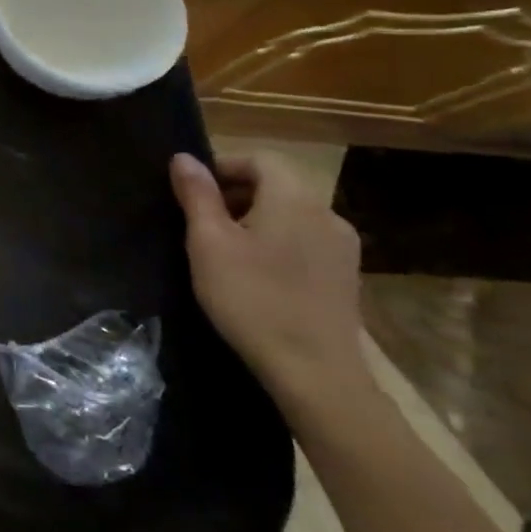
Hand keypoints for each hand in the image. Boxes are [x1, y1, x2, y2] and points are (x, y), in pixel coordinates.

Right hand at [169, 151, 371, 419]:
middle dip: (236, 193)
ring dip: (256, 218)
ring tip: (224, 250)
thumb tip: (184, 158)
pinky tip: (257, 274)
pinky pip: (305, 239)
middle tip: (201, 222)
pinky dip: (277, 241)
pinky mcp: (346, 275)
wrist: (315, 373)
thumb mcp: (209, 243)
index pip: (259, 159)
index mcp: (294, 198)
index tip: (193, 193)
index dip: (222, 167)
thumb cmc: (252, 298)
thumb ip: (197, 195)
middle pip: (277, 184)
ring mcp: (342, 246)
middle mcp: (326, 213)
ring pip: (291, 213)